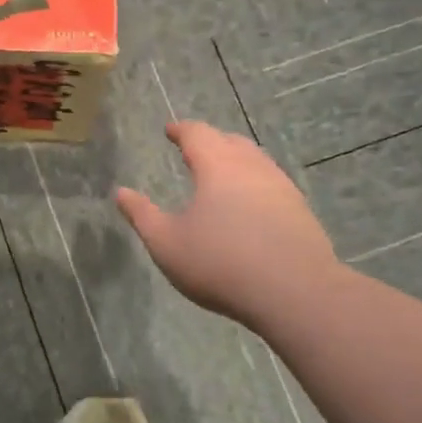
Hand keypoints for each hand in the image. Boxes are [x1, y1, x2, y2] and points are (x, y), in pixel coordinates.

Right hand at [117, 120, 337, 330]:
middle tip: (193, 149)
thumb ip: (142, 215)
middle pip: (230, 141)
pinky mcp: (300, 210)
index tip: (170, 130)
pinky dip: (254, 182)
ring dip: (235, 159)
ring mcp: (281, 186)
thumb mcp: (167, 244)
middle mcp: (252, 166)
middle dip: (210, 141)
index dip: (181, 130)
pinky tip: (251, 203)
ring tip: (222, 173)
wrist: (295, 292)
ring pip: (255, 160)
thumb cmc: (221, 263)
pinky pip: (272, 183)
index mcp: (217, 166)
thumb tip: (120, 192)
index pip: (197, 134)